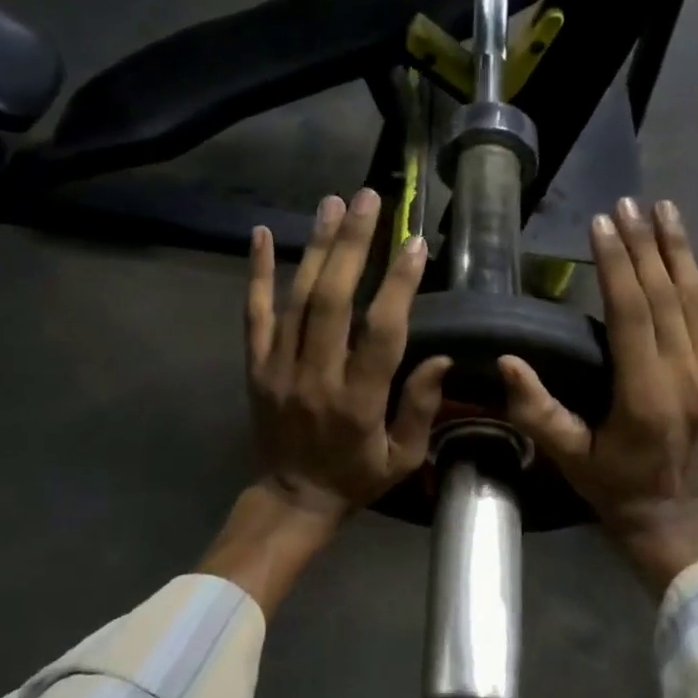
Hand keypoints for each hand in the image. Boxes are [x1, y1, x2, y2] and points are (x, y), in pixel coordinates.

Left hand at [245, 189, 451, 519]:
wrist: (291, 498)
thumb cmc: (356, 477)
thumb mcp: (402, 457)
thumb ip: (420, 407)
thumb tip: (443, 357)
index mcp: (358, 401)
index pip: (381, 333)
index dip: (398, 285)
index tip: (413, 243)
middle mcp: (316, 376)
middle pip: (332, 300)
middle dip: (352, 245)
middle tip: (368, 199)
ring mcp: (279, 368)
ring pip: (296, 298)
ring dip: (315, 247)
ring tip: (332, 202)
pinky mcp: (255, 365)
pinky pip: (254, 314)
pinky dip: (257, 273)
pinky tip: (260, 234)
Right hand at [500, 197, 697, 592]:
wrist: (679, 521)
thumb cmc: (612, 487)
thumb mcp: (567, 456)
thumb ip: (537, 410)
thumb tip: (508, 360)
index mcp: (648, 399)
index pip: (633, 314)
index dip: (618, 265)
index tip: (603, 223)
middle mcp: (691, 381)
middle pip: (667, 297)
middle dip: (646, 245)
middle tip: (628, 203)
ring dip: (679, 251)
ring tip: (663, 210)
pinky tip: (684, 254)